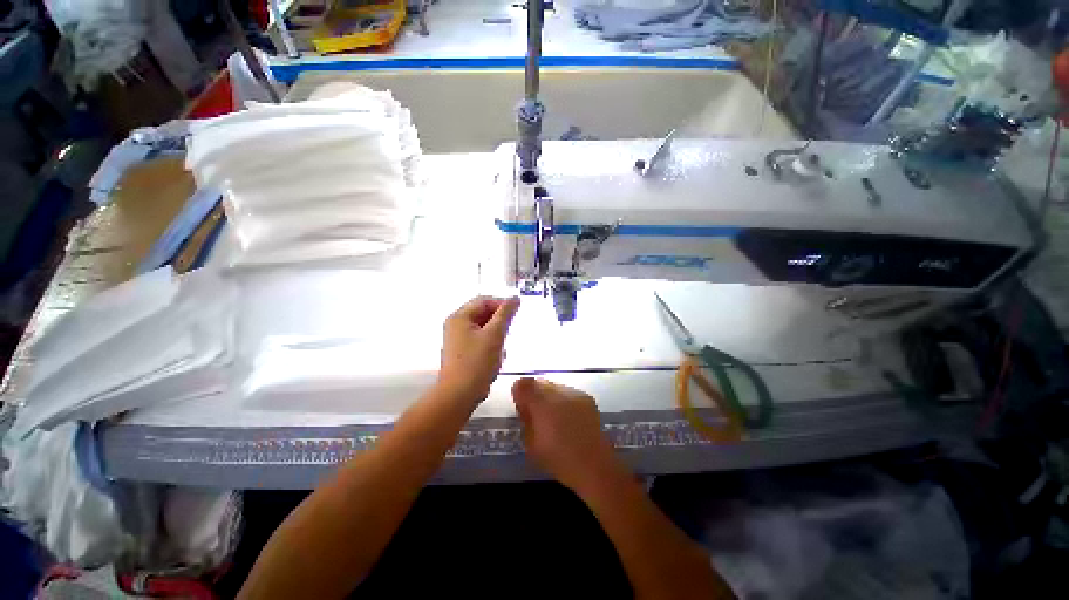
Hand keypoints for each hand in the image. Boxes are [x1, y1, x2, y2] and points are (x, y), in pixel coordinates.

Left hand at [437, 296, 519, 403]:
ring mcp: (457, 339)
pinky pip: (479, 339)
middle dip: (499, 321)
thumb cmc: (477, 362)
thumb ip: (505, 314)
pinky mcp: (461, 351)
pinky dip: (490, 343)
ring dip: (496, 333)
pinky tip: (497, 355)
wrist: (460, 395)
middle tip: (510, 330)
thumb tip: (515, 298)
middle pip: (482, 313)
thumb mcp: (495, 335)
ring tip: (503, 345)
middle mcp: (455, 325)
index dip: (502, 304)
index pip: (484, 300)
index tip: (516, 314)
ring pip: (482, 327)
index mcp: (460, 317)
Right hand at [512, 378, 621, 493]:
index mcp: (542, 405)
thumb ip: (526, 420)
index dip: (519, 392)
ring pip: (554, 386)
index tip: (520, 404)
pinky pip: (568, 392)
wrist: (594, 465)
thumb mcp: (532, 445)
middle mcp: (558, 393)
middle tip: (534, 410)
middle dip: (533, 392)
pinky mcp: (586, 397)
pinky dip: (563, 400)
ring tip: (552, 415)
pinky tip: (567, 416)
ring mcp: (574, 393)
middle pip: (539, 382)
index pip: (524, 385)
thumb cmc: (559, 460)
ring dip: (548, 396)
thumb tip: (524, 406)